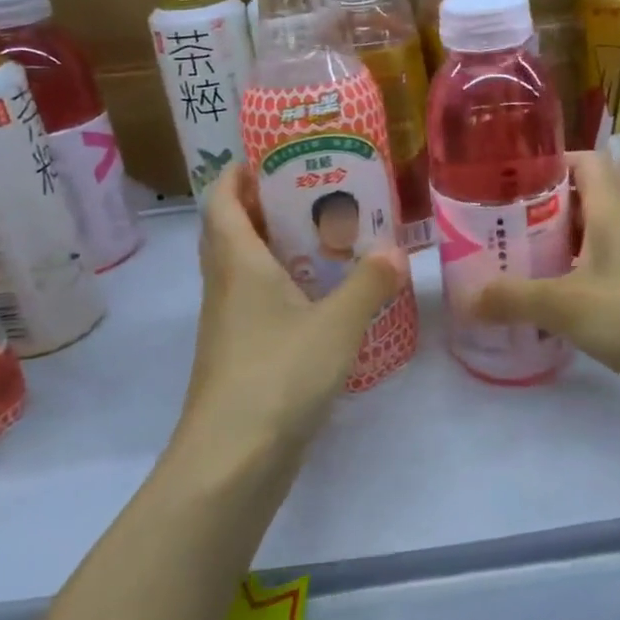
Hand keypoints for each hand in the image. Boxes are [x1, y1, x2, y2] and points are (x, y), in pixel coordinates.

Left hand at [177, 163, 408, 461]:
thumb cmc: (278, 375)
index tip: (272, 157)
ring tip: (327, 238)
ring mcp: (229, 324)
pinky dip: (284, 288)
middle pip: (233, 230)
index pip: (223, 200)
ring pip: (245, 269)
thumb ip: (369, 283)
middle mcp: (225, 286)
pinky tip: (323, 299)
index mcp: (238, 263)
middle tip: (314, 193)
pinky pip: (258, 303)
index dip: (239, 173)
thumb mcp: (336, 324)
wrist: (231, 462)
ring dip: (276, 248)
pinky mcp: (241, 356)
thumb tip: (396, 251)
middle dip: (266, 206)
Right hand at [472, 151, 619, 420]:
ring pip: (589, 242)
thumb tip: (465, 299)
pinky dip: (573, 283)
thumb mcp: (566, 304)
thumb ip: (513, 298)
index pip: (584, 161)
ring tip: (511, 265)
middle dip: (539, 211)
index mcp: (612, 210)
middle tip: (496, 228)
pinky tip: (547, 306)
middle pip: (581, 202)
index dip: (550, 160)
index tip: (510, 176)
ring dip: (554, 250)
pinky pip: (600, 277)